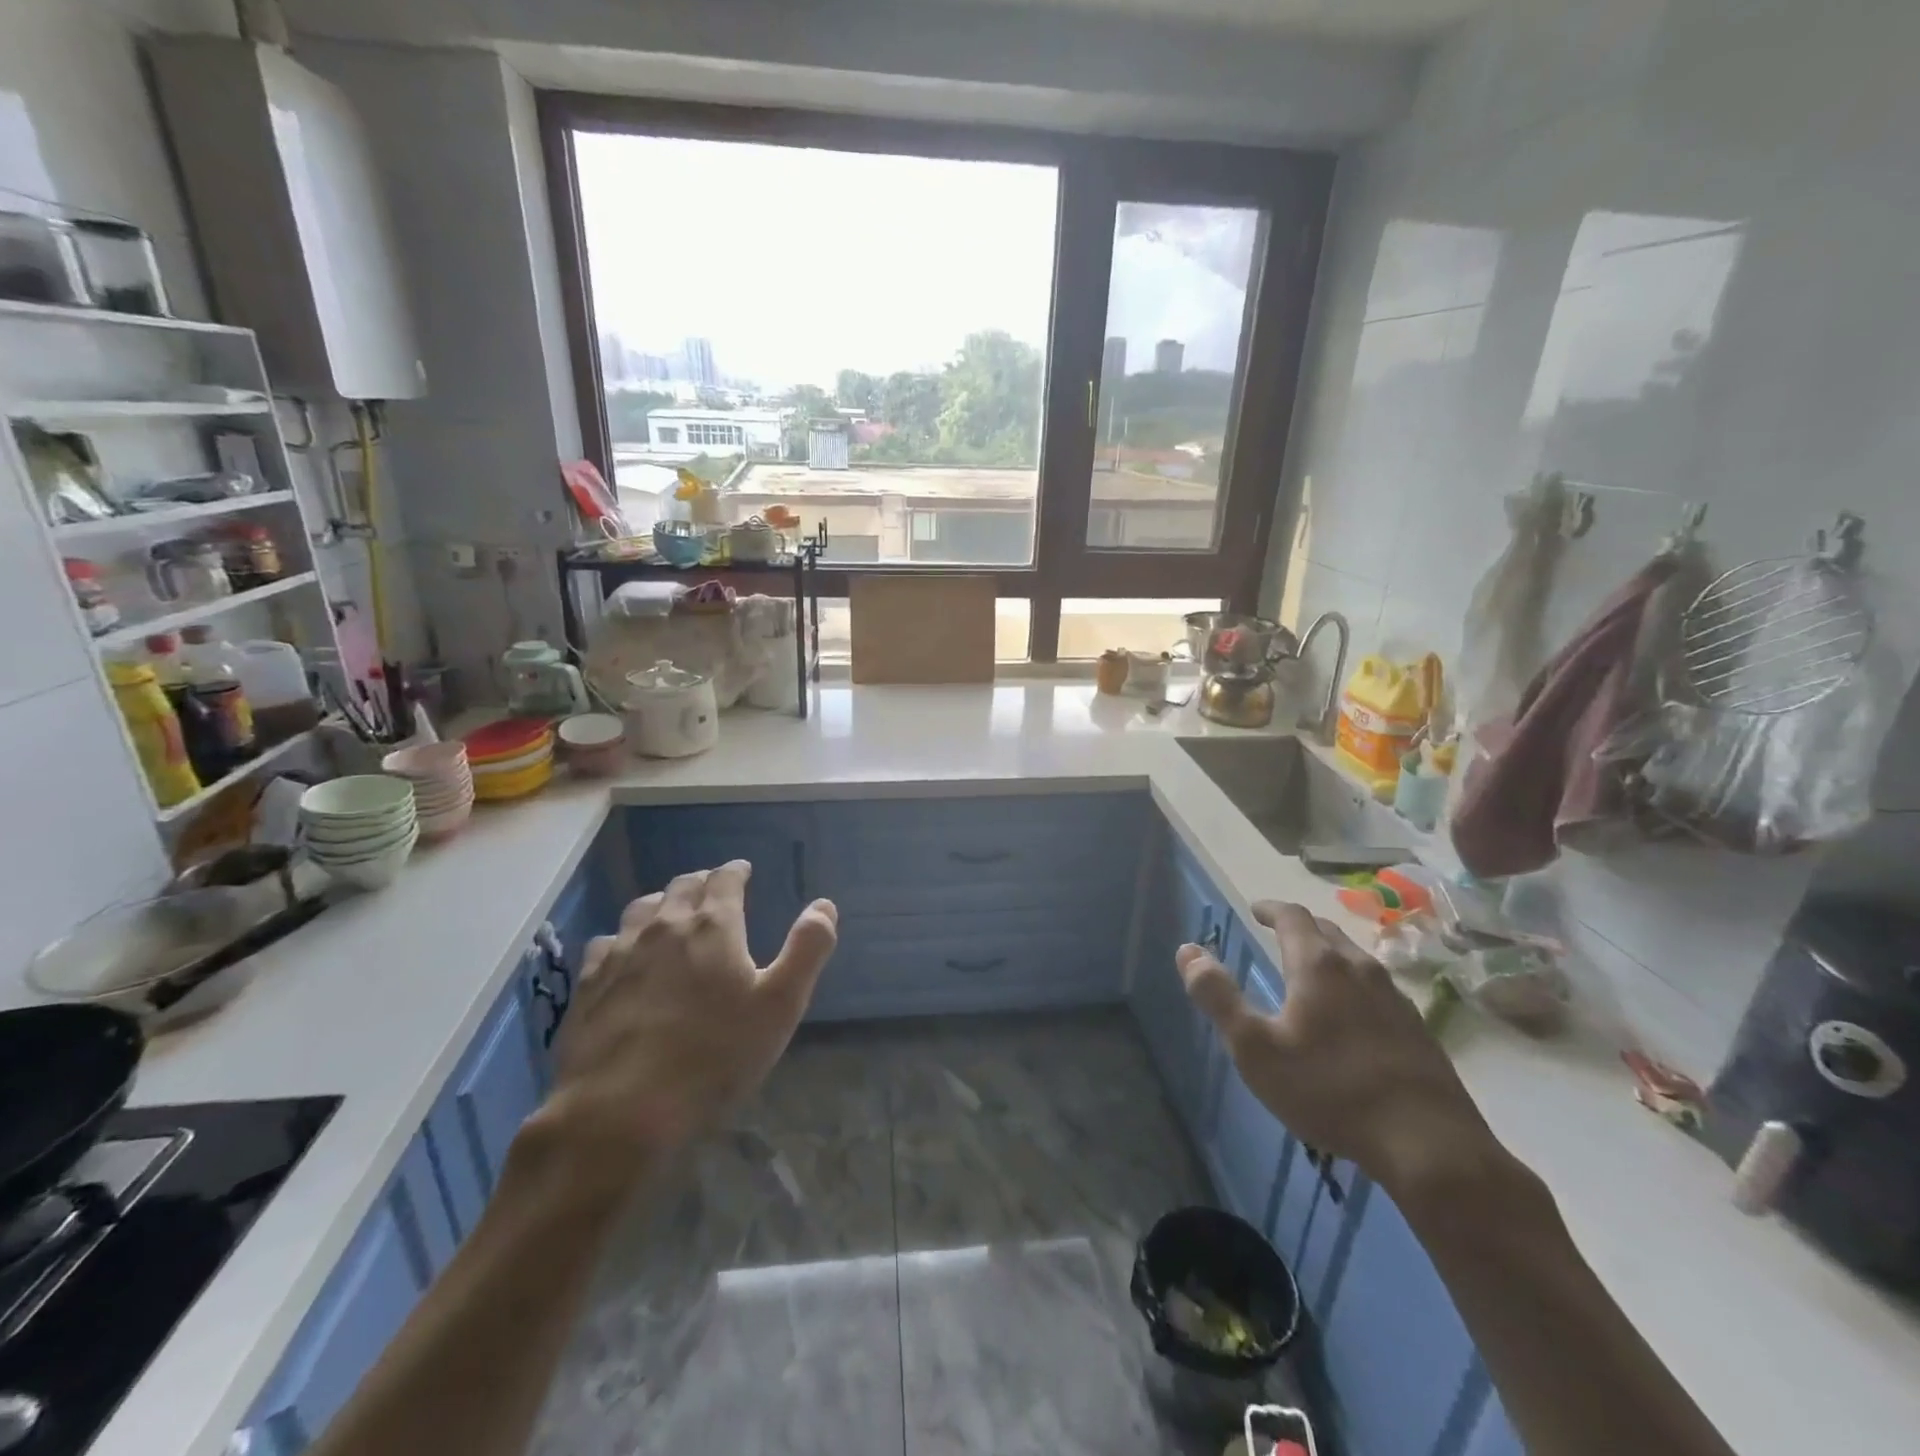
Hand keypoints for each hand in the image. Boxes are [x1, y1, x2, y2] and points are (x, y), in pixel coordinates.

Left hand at [538, 861, 837, 1194]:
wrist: (620, 1110)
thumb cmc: (714, 1055)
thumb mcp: (780, 1005)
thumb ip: (807, 950)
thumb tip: (824, 905)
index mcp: (713, 926)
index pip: (725, 879)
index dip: (736, 871)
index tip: (743, 870)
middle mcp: (665, 926)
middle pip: (682, 887)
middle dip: (701, 882)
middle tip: (713, 888)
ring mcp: (620, 953)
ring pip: (641, 908)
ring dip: (662, 903)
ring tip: (671, 912)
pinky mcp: (588, 984)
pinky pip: (606, 942)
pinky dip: (623, 937)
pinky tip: (624, 953)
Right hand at [1177, 900, 1499, 1202]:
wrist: (1429, 1145)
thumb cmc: (1330, 1090)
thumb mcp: (1254, 1048)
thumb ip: (1218, 996)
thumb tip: (1188, 951)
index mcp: (1318, 965)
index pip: (1292, 916)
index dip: (1270, 909)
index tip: (1255, 910)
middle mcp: (1360, 969)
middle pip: (1327, 931)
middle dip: (1300, 928)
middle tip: (1279, 936)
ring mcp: (1395, 998)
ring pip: (1356, 960)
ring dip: (1329, 955)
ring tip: (1312, 972)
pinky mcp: (1419, 1030)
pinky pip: (1378, 990)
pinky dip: (1354, 986)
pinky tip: (1352, 1017)